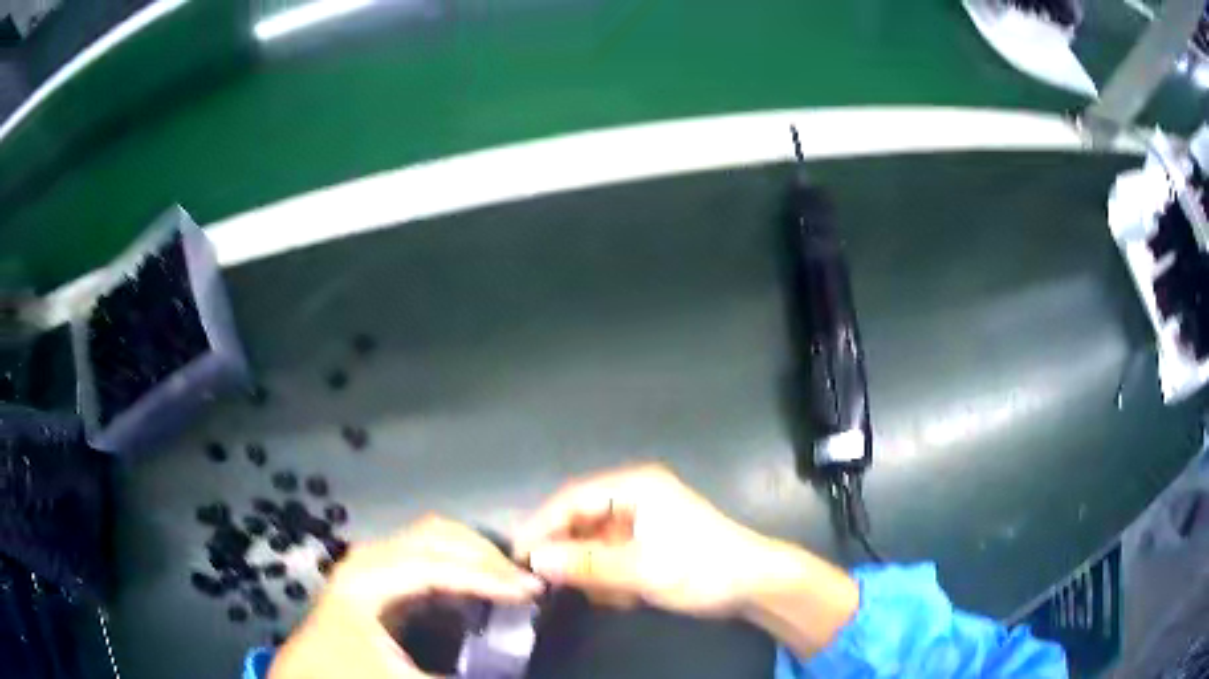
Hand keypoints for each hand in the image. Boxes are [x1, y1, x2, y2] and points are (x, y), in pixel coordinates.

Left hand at [270, 516, 542, 678]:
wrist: (306, 678)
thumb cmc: (348, 675)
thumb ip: (457, 676)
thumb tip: (509, 666)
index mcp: (369, 579)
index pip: (438, 564)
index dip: (487, 575)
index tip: (531, 591)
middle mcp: (369, 560)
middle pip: (436, 535)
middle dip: (484, 554)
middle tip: (524, 584)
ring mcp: (370, 564)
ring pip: (431, 539)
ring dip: (472, 554)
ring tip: (507, 582)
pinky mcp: (375, 577)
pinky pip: (423, 555)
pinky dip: (456, 563)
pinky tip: (476, 586)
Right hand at [514, 464, 768, 617]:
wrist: (754, 584)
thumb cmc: (702, 568)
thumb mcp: (642, 570)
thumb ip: (587, 565)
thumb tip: (535, 560)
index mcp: (634, 487)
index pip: (572, 499)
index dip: (542, 526)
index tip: (519, 557)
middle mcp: (633, 497)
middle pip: (580, 521)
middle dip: (572, 556)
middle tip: (556, 586)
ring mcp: (640, 520)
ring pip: (593, 544)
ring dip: (594, 572)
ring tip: (612, 596)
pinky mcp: (647, 542)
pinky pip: (611, 557)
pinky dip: (611, 578)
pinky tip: (626, 597)